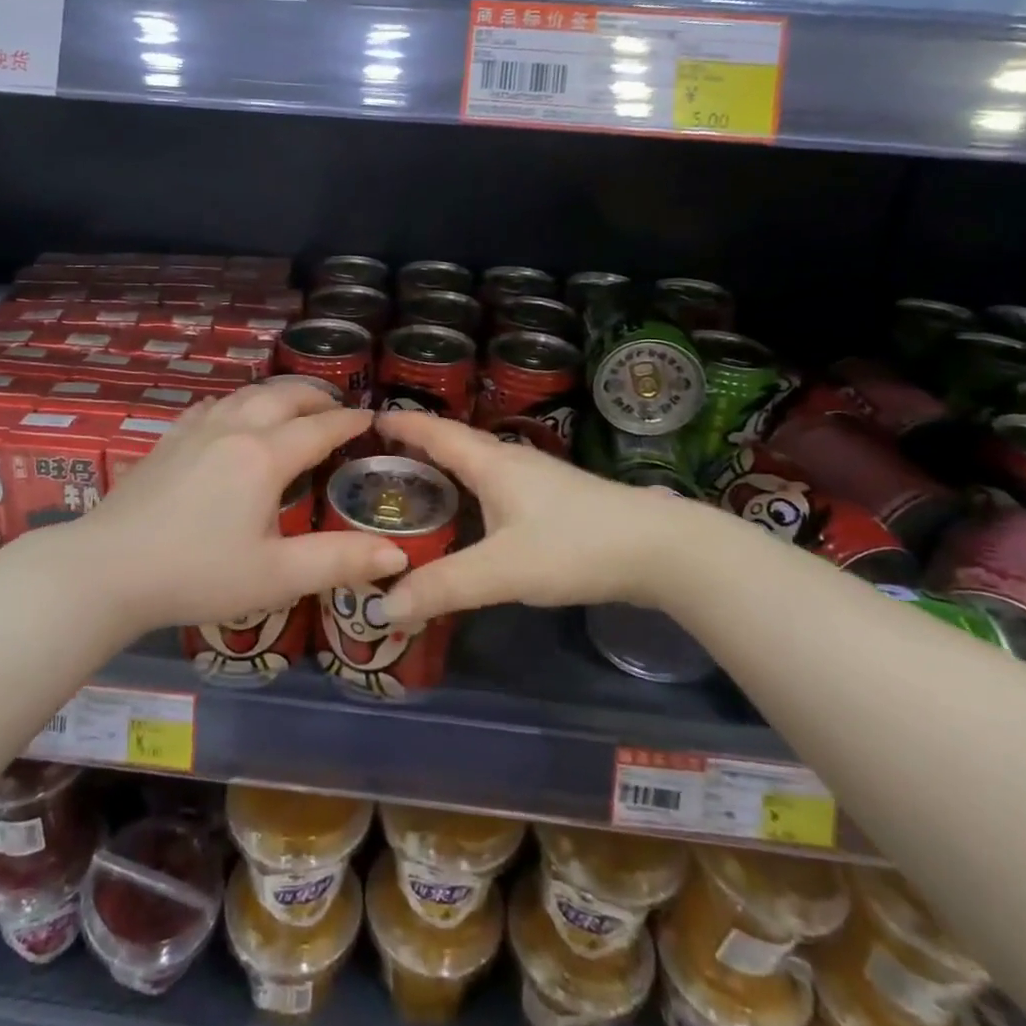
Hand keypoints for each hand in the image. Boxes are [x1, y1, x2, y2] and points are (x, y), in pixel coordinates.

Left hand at [80, 382, 405, 630]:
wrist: (107, 569)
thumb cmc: (198, 575)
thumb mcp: (275, 577)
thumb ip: (338, 561)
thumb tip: (396, 554)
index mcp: (265, 457)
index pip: (319, 427)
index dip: (349, 421)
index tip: (371, 418)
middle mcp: (234, 429)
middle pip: (284, 396)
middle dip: (317, 396)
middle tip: (337, 407)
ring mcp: (196, 430)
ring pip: (247, 394)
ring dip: (279, 394)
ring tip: (294, 406)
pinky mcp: (168, 439)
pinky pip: (213, 405)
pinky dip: (239, 402)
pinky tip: (233, 416)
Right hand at [376, 411, 702, 625]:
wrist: (660, 548)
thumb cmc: (574, 545)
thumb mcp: (502, 570)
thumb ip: (443, 587)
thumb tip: (383, 605)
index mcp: (490, 463)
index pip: (435, 432)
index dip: (401, 423)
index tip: (366, 419)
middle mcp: (510, 461)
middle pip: (454, 444)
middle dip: (416, 446)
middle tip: (377, 460)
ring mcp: (536, 479)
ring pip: (477, 464)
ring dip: (444, 468)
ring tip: (413, 487)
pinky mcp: (554, 500)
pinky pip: (495, 484)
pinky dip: (468, 490)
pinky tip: (469, 515)